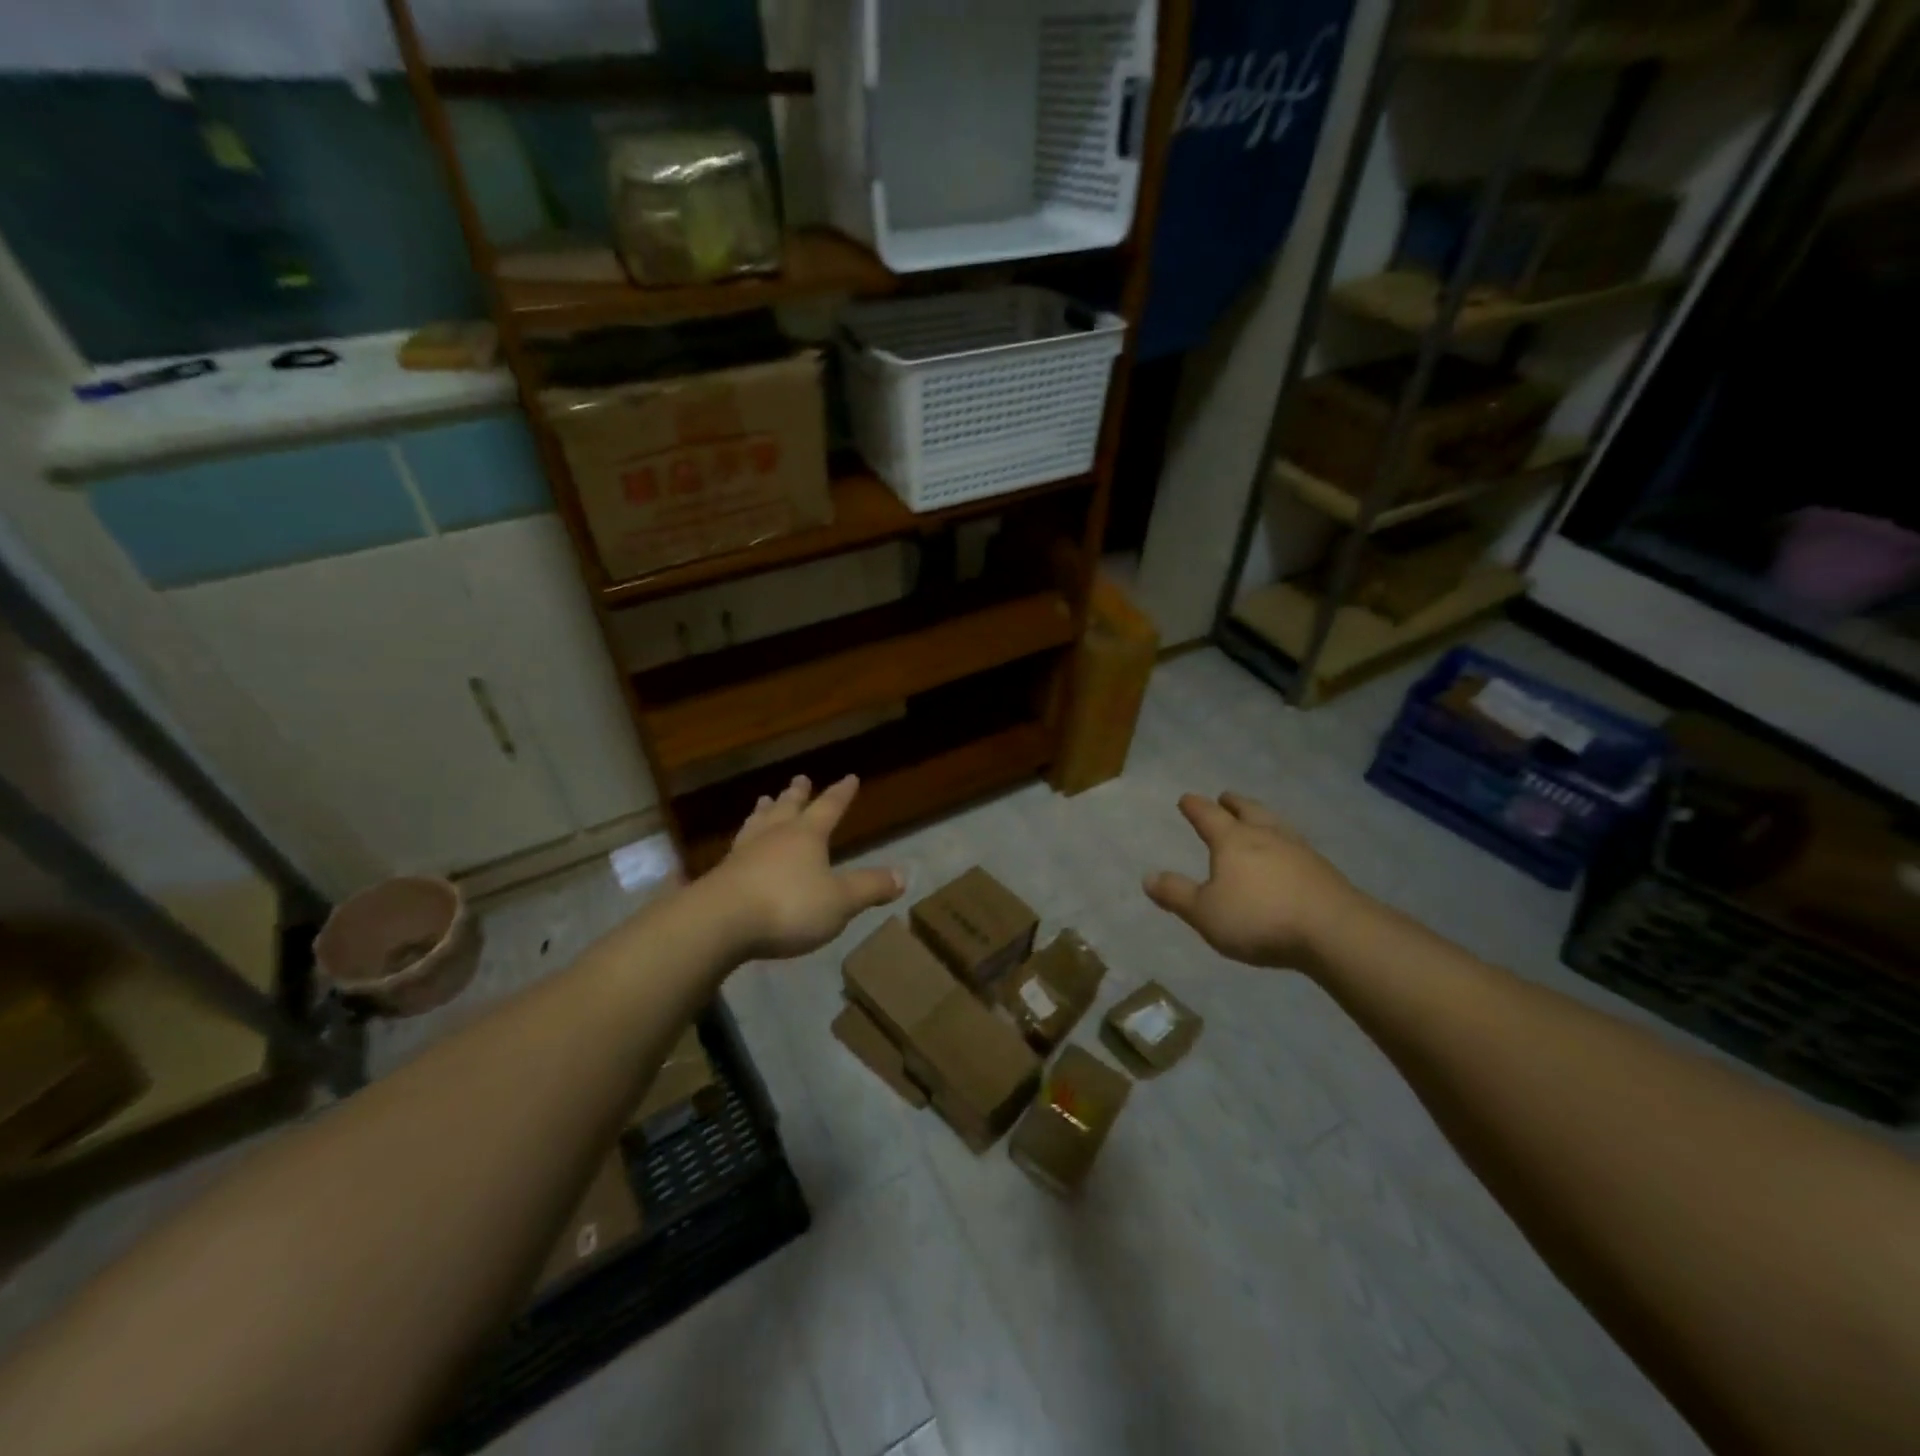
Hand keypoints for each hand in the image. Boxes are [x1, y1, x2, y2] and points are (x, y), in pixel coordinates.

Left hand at [711, 774, 903, 959]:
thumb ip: (869, 888)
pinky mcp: (721, 875)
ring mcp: (744, 853)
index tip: (850, 777)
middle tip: (799, 779)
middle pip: (787, 808)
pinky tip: (739, 846)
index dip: (841, 794)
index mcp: (806, 836)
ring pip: (758, 823)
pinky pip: (737, 848)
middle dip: (796, 794)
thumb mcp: (840, 901)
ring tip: (765, 800)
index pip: (829, 807)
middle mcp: (774, 836)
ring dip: (765, 811)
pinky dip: (744, 840)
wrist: (720, 923)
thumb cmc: (788, 906)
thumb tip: (902, 875)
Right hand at [1143, 792, 1364, 969]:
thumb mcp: (1205, 913)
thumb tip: (1147, 877)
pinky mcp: (1322, 870)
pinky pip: (1296, 845)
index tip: (1186, 799)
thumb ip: (1176, 894)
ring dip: (1261, 816)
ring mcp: (1298, 850)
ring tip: (1257, 818)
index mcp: (1232, 841)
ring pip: (1275, 823)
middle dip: (1233, 803)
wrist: (1333, 931)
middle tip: (1225, 797)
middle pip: (1247, 810)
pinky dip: (1284, 841)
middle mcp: (1265, 836)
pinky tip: (1287, 852)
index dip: (1194, 807)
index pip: (1208, 816)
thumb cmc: (1259, 917)